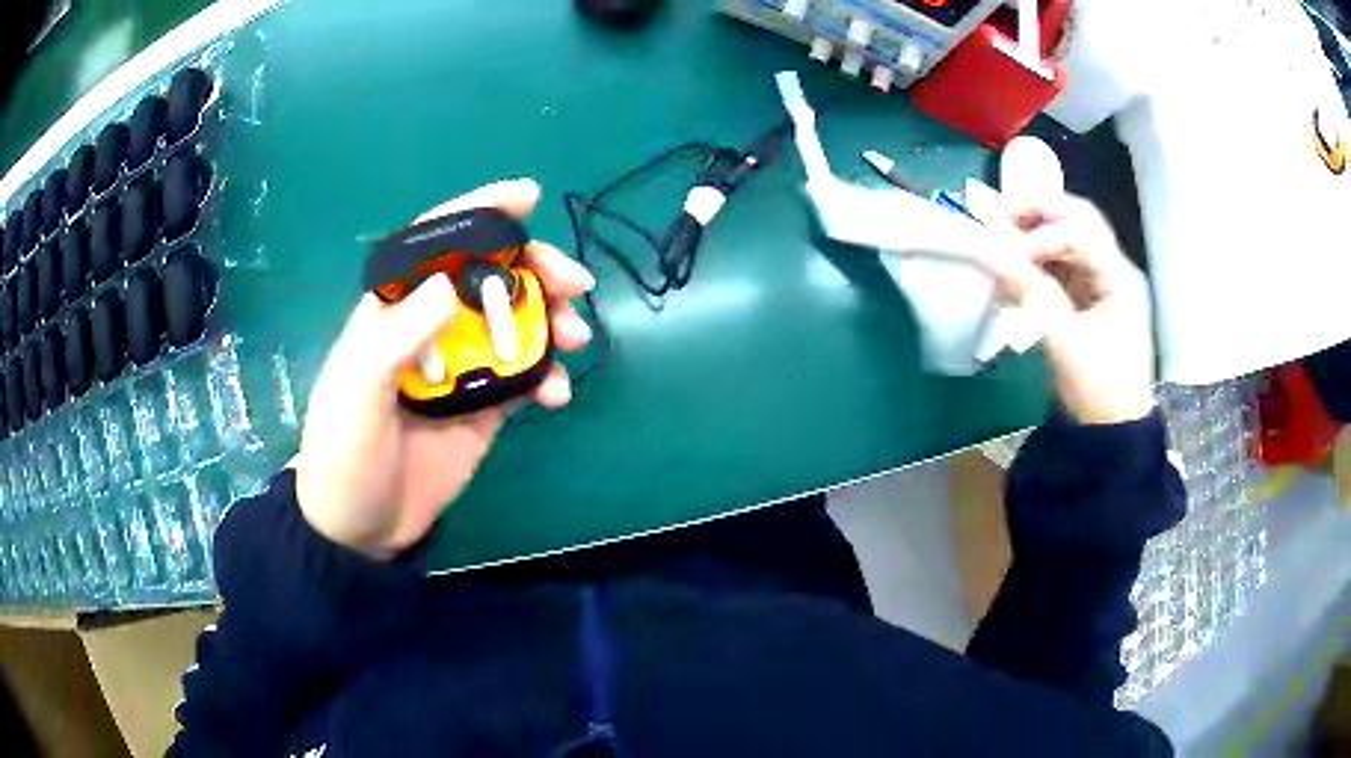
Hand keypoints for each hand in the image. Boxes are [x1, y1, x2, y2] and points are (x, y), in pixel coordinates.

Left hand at [293, 179, 594, 558]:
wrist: (360, 530)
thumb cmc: (345, 457)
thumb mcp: (356, 397)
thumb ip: (394, 343)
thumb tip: (450, 286)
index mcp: (391, 314)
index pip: (433, 246)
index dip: (477, 214)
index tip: (525, 198)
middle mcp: (428, 331)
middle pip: (487, 281)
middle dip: (533, 272)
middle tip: (572, 284)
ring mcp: (458, 369)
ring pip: (512, 325)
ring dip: (549, 322)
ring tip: (575, 337)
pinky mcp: (481, 408)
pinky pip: (522, 378)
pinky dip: (545, 377)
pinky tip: (556, 395)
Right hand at [989, 195, 1156, 425]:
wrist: (1112, 433)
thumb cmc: (1098, 389)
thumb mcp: (1064, 341)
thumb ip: (1029, 291)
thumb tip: (987, 252)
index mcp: (1119, 277)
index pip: (1081, 231)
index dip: (1043, 232)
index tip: (1009, 250)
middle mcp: (1113, 269)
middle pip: (1077, 221)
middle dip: (1039, 211)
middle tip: (1000, 210)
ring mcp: (1101, 282)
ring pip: (1067, 239)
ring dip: (1035, 231)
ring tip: (1001, 229)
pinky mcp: (1087, 298)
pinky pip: (1061, 265)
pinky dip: (1037, 258)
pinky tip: (1015, 259)